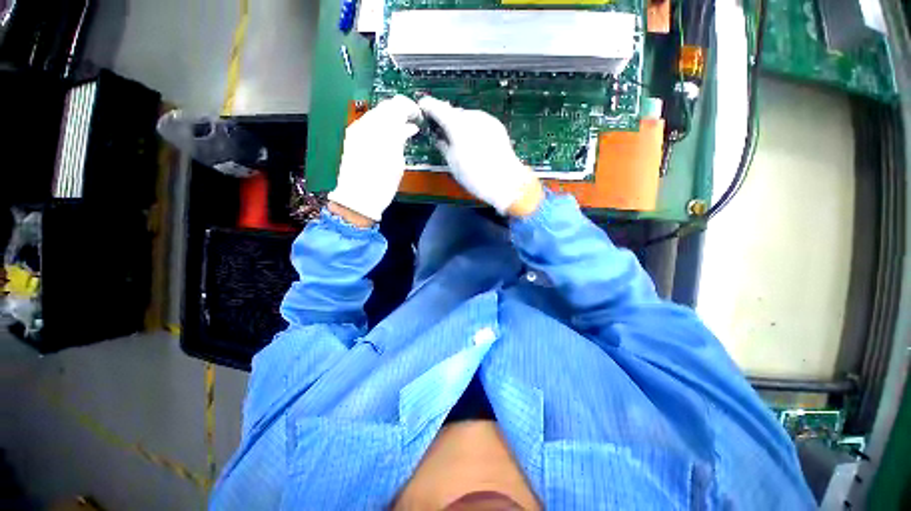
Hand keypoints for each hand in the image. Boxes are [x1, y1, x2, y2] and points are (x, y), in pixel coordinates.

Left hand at [328, 95, 421, 221]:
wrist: (357, 199)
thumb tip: (409, 127)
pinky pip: (369, 123)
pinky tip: (388, 136)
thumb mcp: (398, 158)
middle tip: (411, 121)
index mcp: (380, 127)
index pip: (398, 105)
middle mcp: (366, 124)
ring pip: (377, 114)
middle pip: (386, 107)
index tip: (419, 116)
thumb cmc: (381, 182)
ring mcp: (356, 130)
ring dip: (390, 118)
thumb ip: (402, 136)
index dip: (411, 108)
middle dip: (400, 111)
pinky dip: (380, 125)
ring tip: (402, 130)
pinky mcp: (351, 138)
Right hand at [418, 96, 541, 215]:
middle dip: (444, 118)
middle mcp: (471, 116)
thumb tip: (438, 135)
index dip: (427, 106)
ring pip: (465, 116)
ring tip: (455, 139)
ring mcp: (485, 119)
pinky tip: (471, 140)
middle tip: (438, 130)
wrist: (506, 182)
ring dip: (458, 123)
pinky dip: (471, 126)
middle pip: (452, 112)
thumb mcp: (451, 160)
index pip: (437, 107)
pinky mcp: (495, 125)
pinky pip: (478, 121)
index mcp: (456, 124)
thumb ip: (441, 142)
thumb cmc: (475, 174)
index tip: (421, 106)